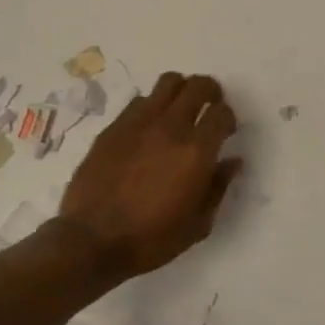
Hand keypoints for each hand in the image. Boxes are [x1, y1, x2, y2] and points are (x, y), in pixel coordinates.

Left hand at [60, 72, 242, 279]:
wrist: (91, 241)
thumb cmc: (151, 239)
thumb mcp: (198, 224)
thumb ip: (218, 187)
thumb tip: (232, 161)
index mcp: (197, 151)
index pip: (221, 113)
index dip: (228, 117)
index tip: (226, 130)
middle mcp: (171, 127)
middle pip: (197, 86)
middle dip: (210, 91)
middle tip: (209, 105)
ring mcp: (139, 123)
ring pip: (168, 83)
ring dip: (181, 90)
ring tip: (180, 108)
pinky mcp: (114, 127)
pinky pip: (140, 101)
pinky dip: (152, 106)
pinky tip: (149, 127)